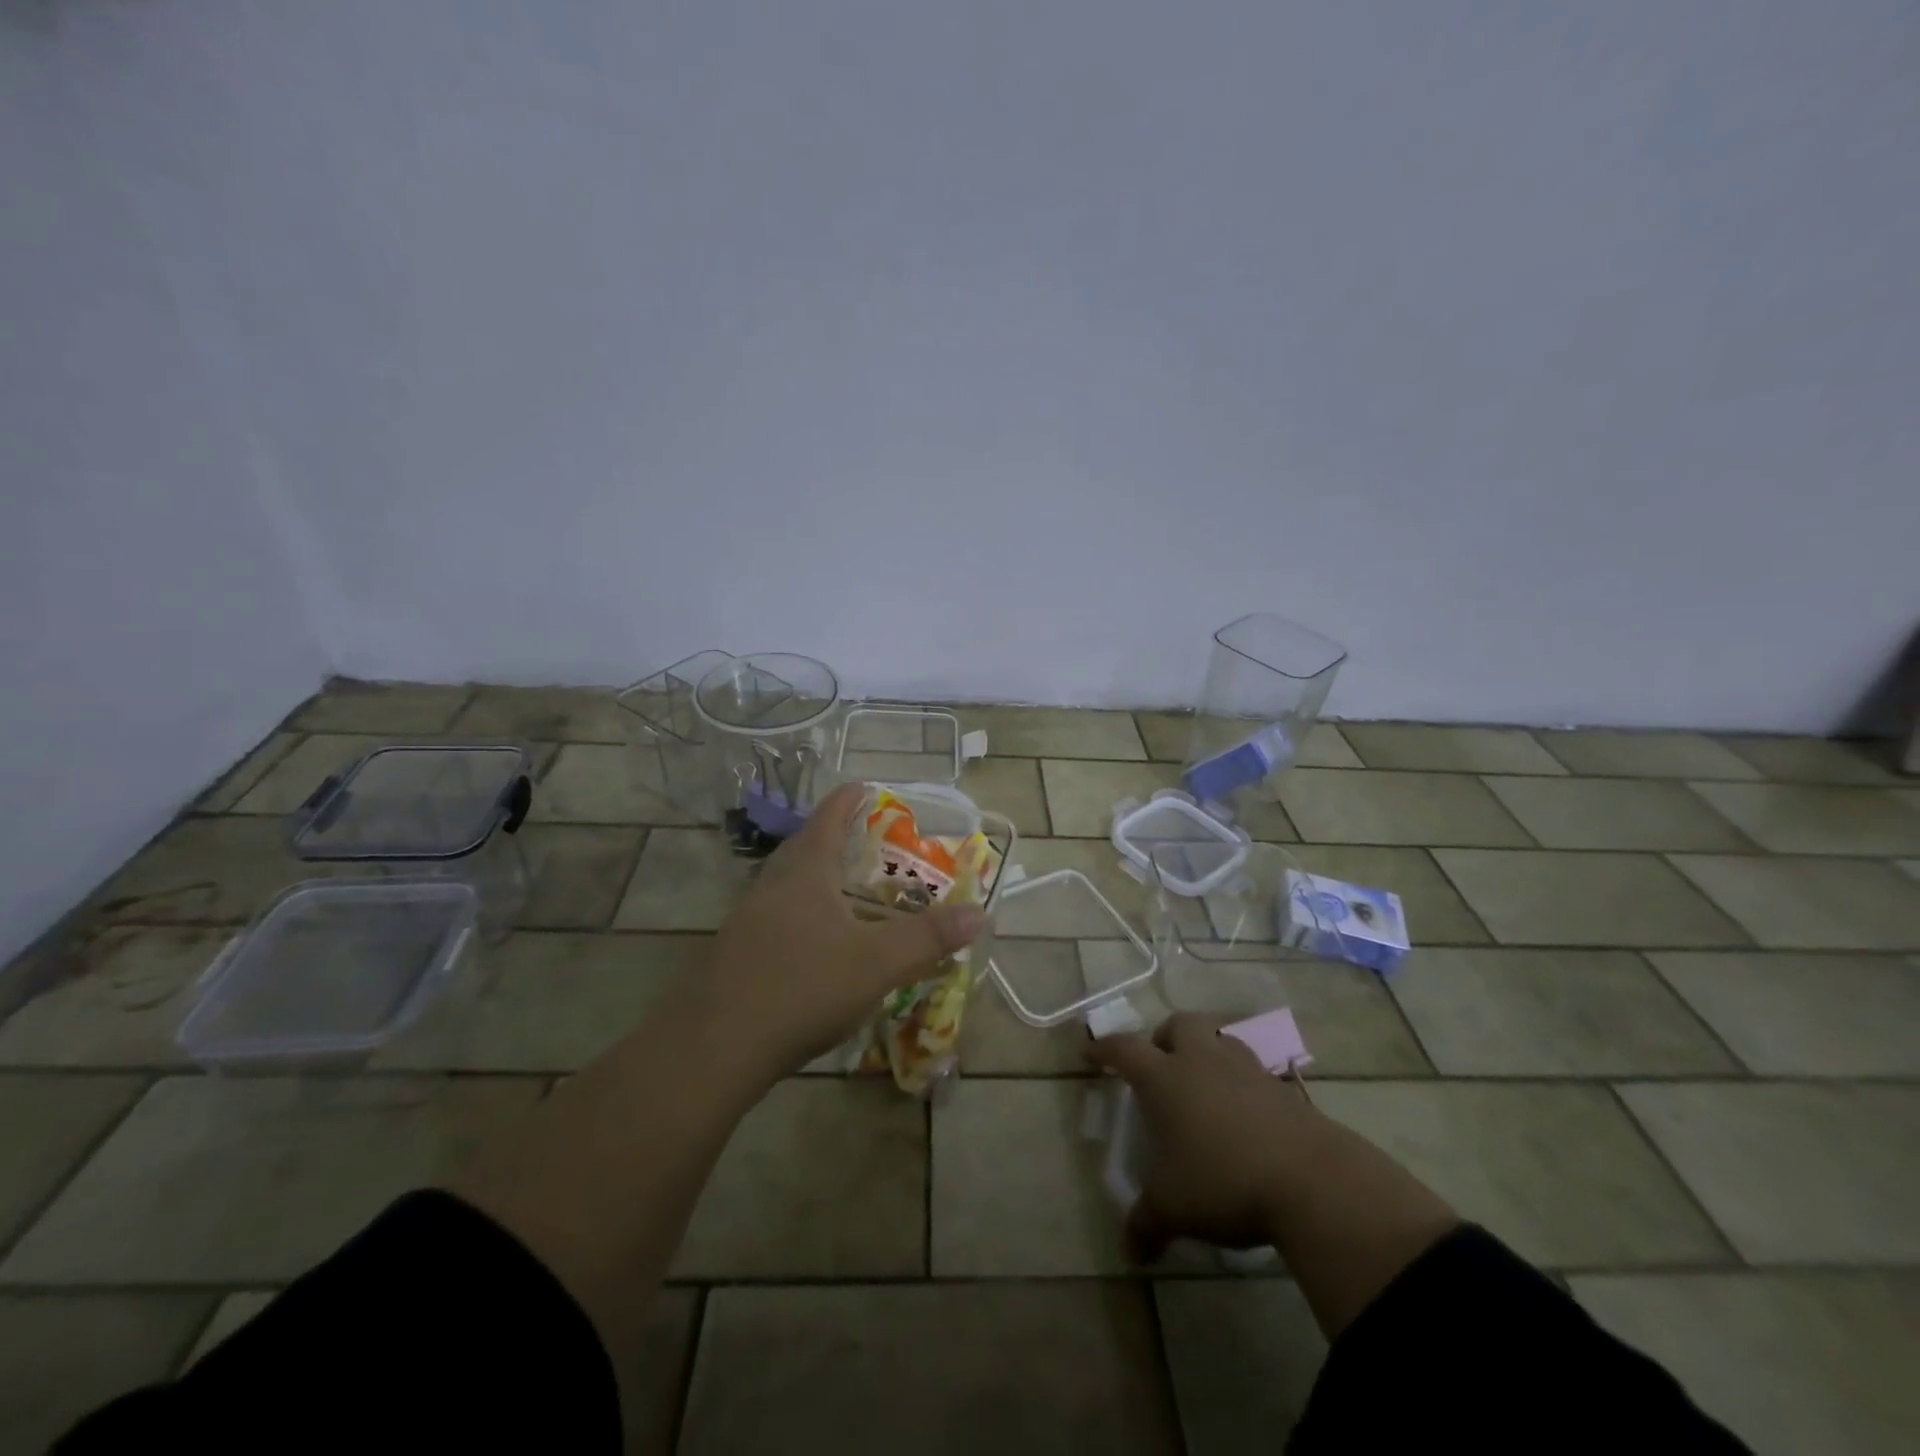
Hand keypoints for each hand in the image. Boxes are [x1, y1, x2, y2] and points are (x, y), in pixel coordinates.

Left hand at [703, 782, 984, 1079]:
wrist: (713, 1048)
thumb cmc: (802, 988)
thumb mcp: (877, 963)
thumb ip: (928, 937)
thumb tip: (978, 912)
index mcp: (805, 874)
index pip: (828, 819)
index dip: (848, 800)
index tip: (863, 786)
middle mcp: (771, 887)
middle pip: (803, 848)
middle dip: (831, 838)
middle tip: (860, 841)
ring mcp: (745, 921)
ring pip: (785, 886)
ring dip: (814, 880)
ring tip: (842, 892)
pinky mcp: (733, 956)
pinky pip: (773, 920)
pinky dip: (799, 918)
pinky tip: (813, 947)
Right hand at [1087, 1012, 1320, 1261]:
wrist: (1311, 1181)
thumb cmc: (1223, 1182)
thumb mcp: (1174, 1208)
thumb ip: (1146, 1225)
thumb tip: (1129, 1253)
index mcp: (1164, 1078)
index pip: (1124, 1048)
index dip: (1104, 1048)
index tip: (1091, 1053)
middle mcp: (1202, 1061)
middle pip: (1179, 1024)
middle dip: (1165, 1037)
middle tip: (1161, 1063)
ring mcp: (1246, 1070)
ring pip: (1220, 1039)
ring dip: (1208, 1052)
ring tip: (1205, 1085)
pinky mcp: (1284, 1089)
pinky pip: (1255, 1072)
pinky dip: (1243, 1084)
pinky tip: (1245, 1116)